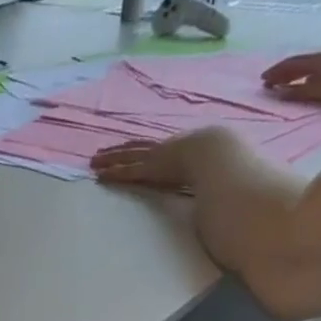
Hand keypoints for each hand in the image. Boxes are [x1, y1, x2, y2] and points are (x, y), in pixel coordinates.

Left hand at [91, 129, 219, 190]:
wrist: (218, 154)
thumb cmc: (226, 159)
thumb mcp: (221, 160)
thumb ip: (216, 168)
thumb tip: (226, 176)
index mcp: (184, 144)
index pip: (159, 146)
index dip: (145, 147)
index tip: (134, 148)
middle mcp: (167, 147)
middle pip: (138, 147)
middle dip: (120, 149)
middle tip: (103, 152)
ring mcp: (156, 157)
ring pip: (127, 155)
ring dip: (110, 158)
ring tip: (94, 162)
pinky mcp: (149, 169)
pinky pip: (127, 170)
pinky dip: (113, 172)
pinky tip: (99, 174)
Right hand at [260, 51, 320, 106]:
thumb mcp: (317, 92)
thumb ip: (296, 92)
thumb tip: (277, 92)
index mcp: (315, 60)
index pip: (290, 65)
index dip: (275, 72)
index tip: (262, 81)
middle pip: (297, 62)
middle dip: (281, 71)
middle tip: (268, 81)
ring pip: (305, 64)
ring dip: (291, 72)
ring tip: (282, 81)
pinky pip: (313, 67)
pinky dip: (302, 73)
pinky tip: (302, 80)